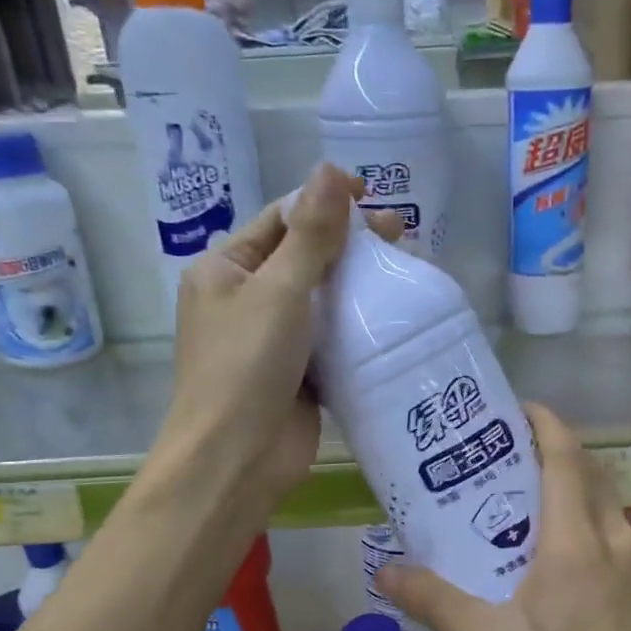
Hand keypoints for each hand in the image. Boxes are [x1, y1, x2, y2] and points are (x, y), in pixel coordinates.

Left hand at [157, 163, 395, 514]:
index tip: (371, 193)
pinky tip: (394, 316)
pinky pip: (332, 340)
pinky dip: (358, 328)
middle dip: (348, 245)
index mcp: (225, 270)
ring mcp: (274, 340)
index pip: (280, 220)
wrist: (237, 460)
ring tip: (406, 270)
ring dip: (358, 286)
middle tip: (401, 233)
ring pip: (322, 301)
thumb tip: (330, 170)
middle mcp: (246, 300)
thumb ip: (310, 235)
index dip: (323, 203)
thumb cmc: (246, 366)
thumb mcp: (278, 291)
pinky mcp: (300, 375)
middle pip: (304, 258)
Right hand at [376, 404, 630, 630]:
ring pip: (614, 519)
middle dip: (558, 461)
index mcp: (575, 541)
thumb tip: (385, 569)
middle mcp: (620, 539)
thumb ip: (437, 602)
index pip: (565, 457)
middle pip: (591, 478)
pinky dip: (613, 557)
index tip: (519, 411)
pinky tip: (599, 594)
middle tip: (519, 471)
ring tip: (550, 540)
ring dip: (583, 513)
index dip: (544, 423)